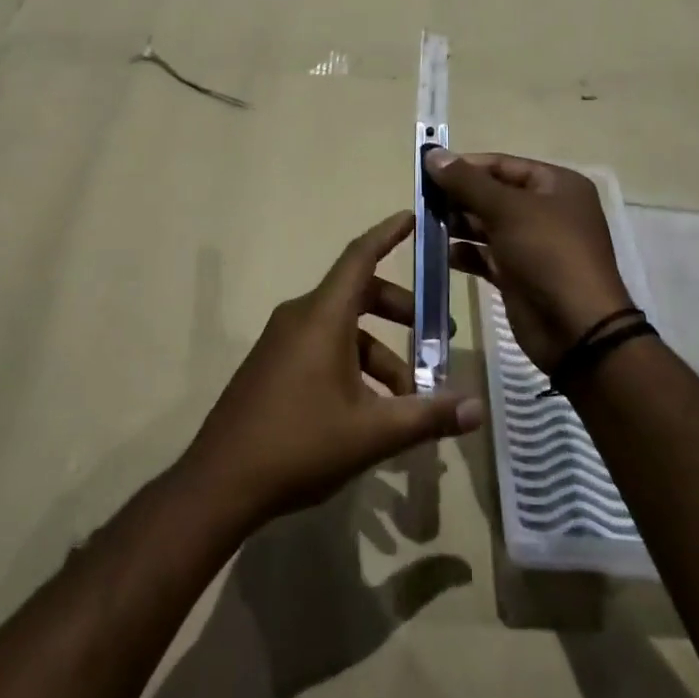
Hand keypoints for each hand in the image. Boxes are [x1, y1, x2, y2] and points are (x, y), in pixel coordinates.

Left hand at [181, 212, 484, 529]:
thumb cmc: (299, 444)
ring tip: (409, 397)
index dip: (388, 233)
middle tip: (437, 338)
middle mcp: (300, 317)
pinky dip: (354, 364)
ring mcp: (282, 341)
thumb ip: (427, 415)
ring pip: (343, 329)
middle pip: (358, 295)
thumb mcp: (372, 433)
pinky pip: (322, 347)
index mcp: (322, 317)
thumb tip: (478, 408)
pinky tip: (371, 410)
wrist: (220, 481)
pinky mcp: (273, 365)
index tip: (414, 215)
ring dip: (380, 353)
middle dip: (401, 312)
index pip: (360, 257)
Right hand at [424, 149, 634, 370]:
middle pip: (493, 194)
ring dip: (458, 225)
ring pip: (487, 225)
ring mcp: (533, 244)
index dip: (465, 166)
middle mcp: (547, 210)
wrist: (575, 328)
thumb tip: (432, 153)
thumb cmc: (547, 253)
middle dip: (458, 198)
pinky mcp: (519, 274)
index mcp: (556, 185)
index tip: (428, 172)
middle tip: (422, 202)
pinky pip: (487, 256)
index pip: (502, 164)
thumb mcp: (506, 209)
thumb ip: (466, 182)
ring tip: (426, 227)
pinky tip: (443, 255)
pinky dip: (466, 254)